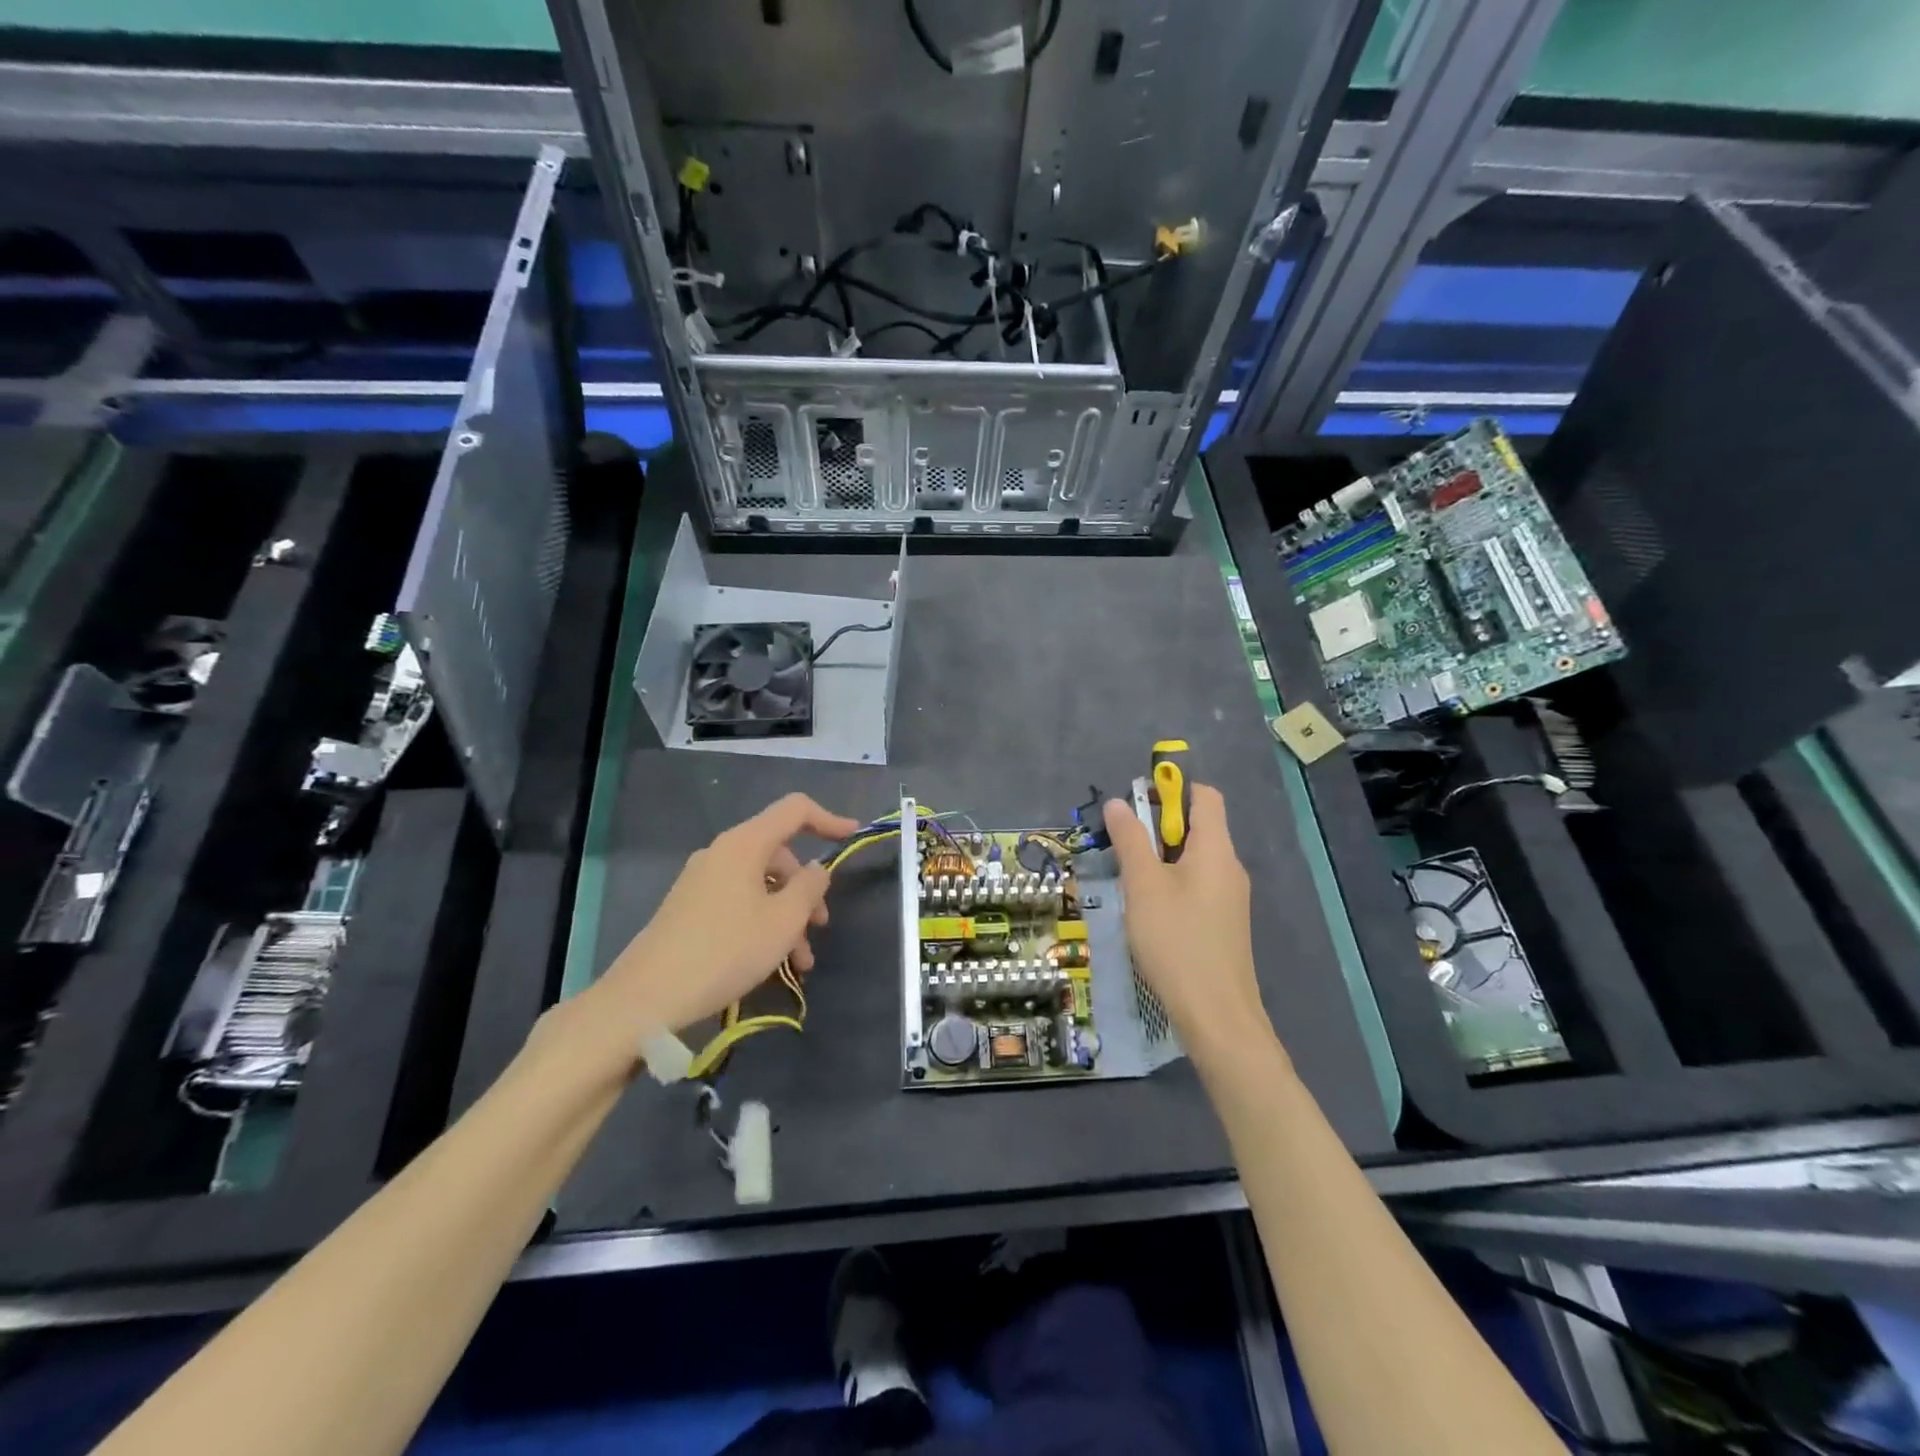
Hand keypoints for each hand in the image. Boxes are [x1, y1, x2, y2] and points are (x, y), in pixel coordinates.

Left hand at [592, 793, 860, 1036]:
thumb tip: (817, 868)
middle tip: (820, 927)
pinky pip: (739, 902)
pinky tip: (771, 963)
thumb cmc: (725, 950)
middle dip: (806, 889)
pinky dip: (762, 923)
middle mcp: (721, 853)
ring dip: (787, 916)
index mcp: (744, 844)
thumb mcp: (783, 920)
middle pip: (779, 854)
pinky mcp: (689, 908)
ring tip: (799, 963)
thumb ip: (810, 887)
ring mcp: (701, 880)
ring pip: (760, 885)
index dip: (828, 819)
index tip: (853, 836)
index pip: (795, 810)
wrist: (646, 997)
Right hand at [1103, 784, 1268, 1058]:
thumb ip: (1130, 840)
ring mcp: (1231, 898)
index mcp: (1216, 849)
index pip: (1205, 796)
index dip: (1173, 789)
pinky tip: (1149, 911)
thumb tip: (1119, 803)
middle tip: (1122, 845)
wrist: (1216, 1015)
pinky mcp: (1225, 924)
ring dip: (1162, 858)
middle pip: (1198, 827)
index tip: (1137, 803)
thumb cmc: (1176, 940)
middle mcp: (1229, 867)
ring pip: (1195, 860)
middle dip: (1158, 827)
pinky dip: (1173, 884)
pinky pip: (1198, 887)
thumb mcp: (1143, 886)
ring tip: (1129, 880)